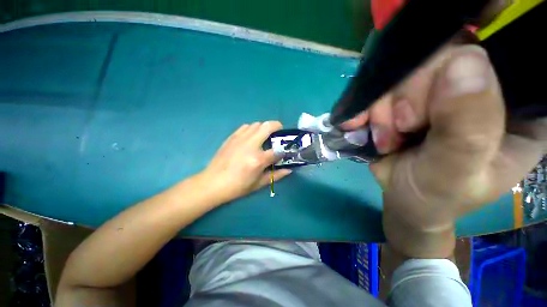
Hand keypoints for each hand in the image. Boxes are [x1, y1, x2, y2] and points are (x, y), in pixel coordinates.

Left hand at [199, 121, 291, 202]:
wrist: (212, 183)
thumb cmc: (237, 186)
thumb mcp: (259, 184)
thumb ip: (276, 175)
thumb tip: (289, 169)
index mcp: (258, 159)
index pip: (278, 150)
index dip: (284, 151)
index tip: (285, 152)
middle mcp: (250, 145)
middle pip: (268, 126)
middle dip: (277, 126)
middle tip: (279, 133)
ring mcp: (240, 139)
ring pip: (257, 124)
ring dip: (264, 128)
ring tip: (264, 136)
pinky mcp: (232, 137)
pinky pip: (245, 127)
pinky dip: (252, 129)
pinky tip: (251, 137)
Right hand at [345, 45, 545, 257]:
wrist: (405, 199)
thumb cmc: (436, 196)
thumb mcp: (455, 172)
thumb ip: (467, 128)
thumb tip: (464, 62)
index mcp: (518, 107)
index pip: (496, 56)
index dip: (457, 71)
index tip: (424, 116)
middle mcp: (483, 86)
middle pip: (442, 57)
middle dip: (408, 97)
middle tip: (398, 132)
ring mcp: (440, 88)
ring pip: (405, 71)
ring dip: (383, 107)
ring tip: (384, 139)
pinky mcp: (408, 97)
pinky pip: (383, 86)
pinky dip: (366, 105)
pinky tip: (359, 123)